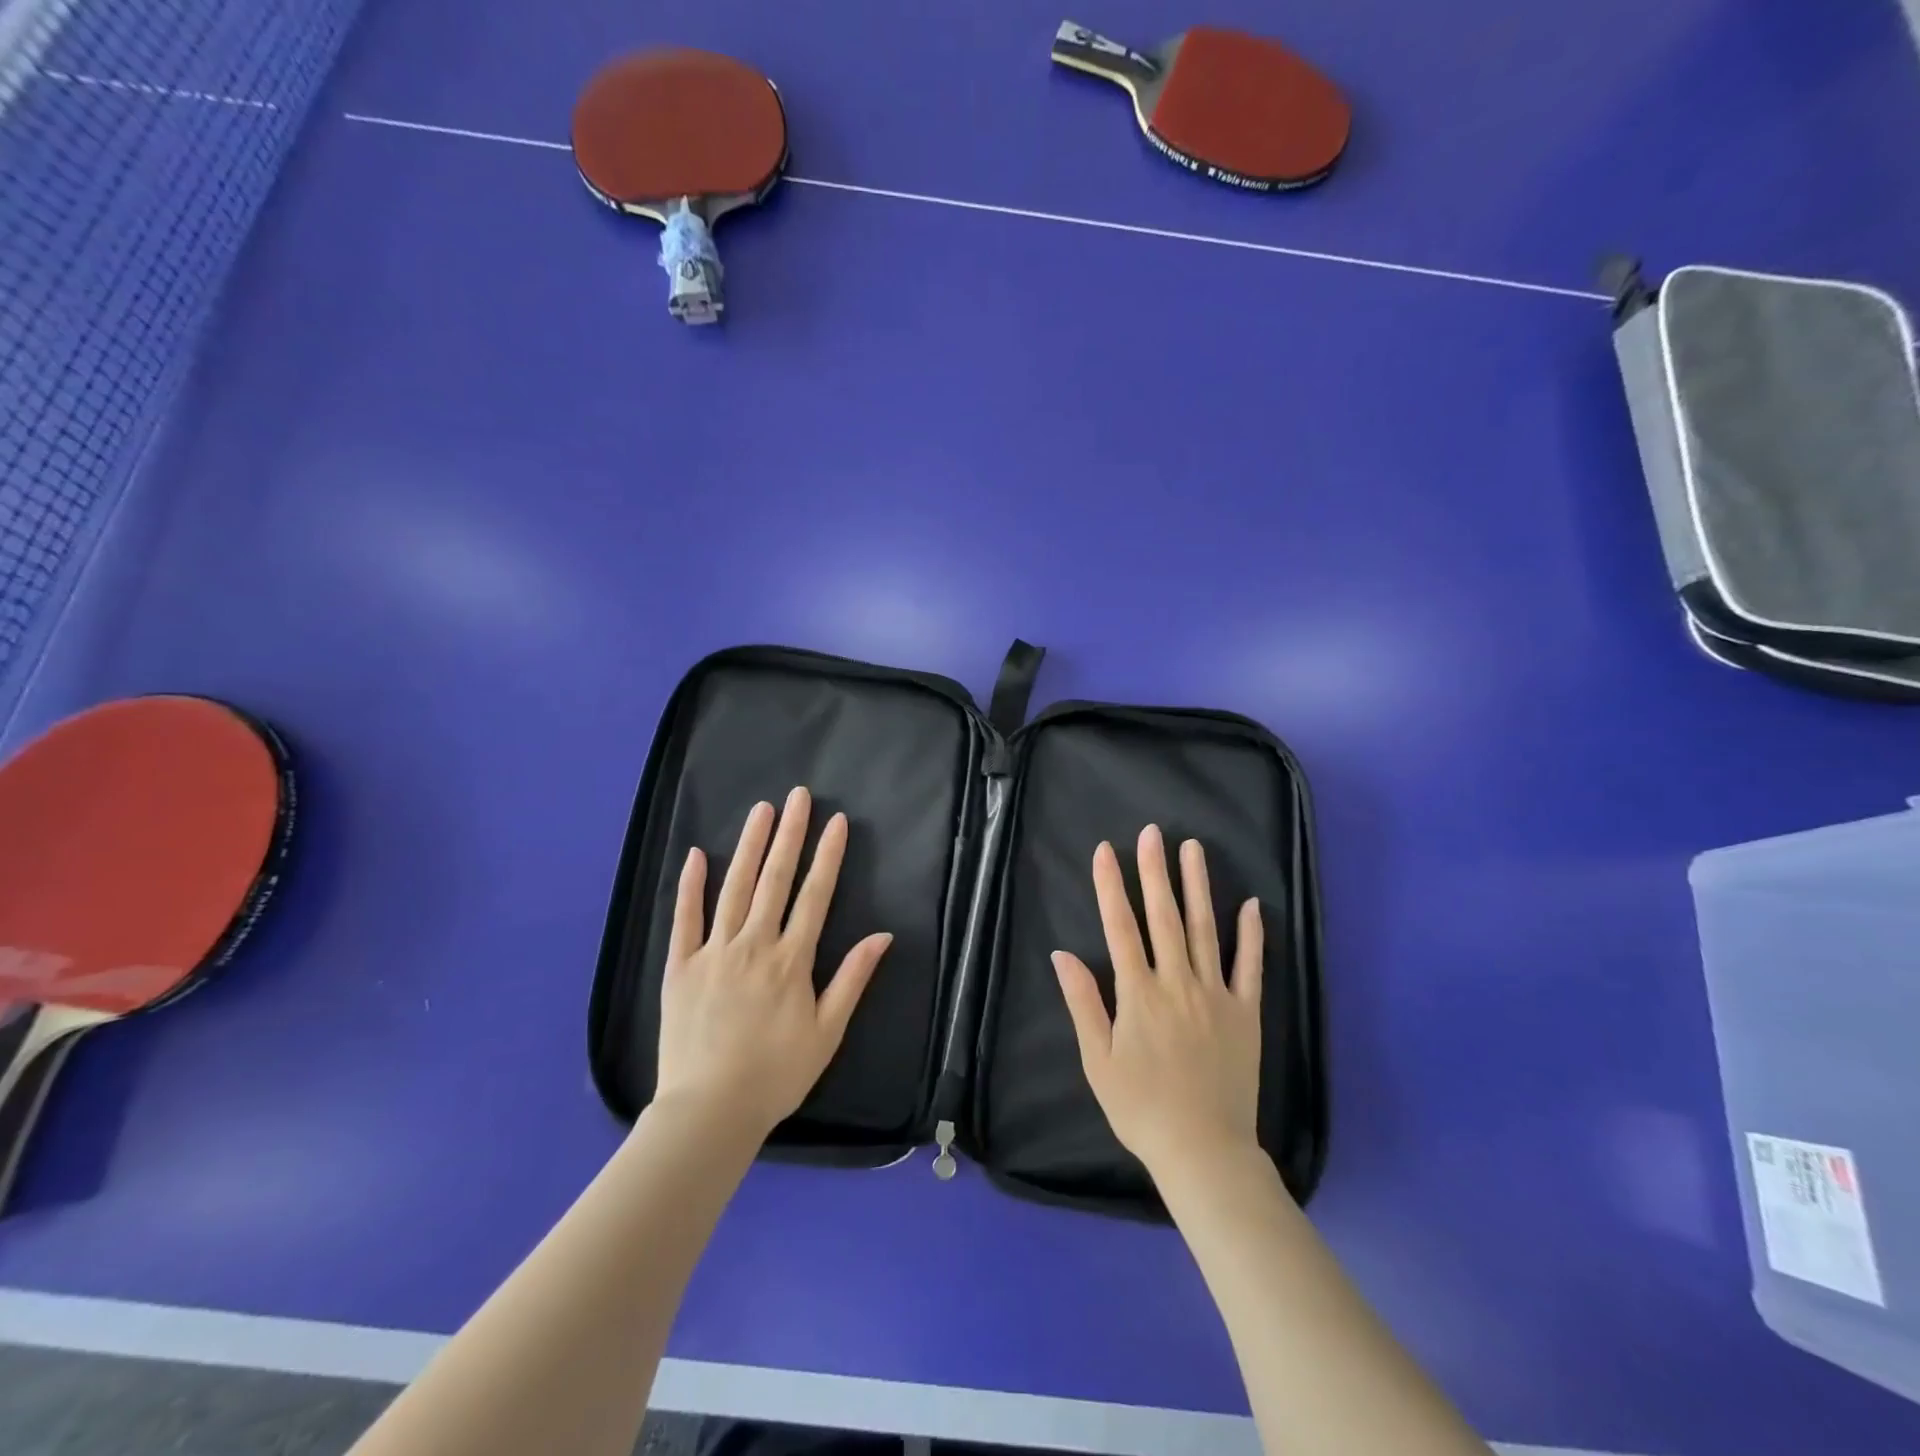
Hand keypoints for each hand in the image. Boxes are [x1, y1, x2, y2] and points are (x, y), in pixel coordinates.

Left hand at [655, 787, 892, 1138]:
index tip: (836, 822)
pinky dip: (690, 885)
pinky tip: (696, 855)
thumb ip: (852, 979)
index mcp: (791, 961)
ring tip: (760, 810)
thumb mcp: (827, 1032)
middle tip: (798, 796)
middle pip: (774, 880)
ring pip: (733, 888)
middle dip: (789, 834)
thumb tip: (882, 936)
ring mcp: (713, 952)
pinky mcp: (680, 967)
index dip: (827, 856)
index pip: (815, 895)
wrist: (709, 1111)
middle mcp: (754, 945)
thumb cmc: (776, 1074)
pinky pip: (684, 918)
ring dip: (748, 846)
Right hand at [1052, 826, 1263, 1183]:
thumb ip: (1083, 1003)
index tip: (1106, 851)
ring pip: (1205, 930)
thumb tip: (1061, 954)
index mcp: (1139, 994)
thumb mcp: (1098, 1060)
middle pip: (1164, 917)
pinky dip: (1251, 934)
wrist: (1204, 1152)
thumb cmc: (1141, 1108)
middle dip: (1155, 871)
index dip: (1111, 886)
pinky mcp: (1246, 1013)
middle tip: (1153, 832)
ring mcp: (1216, 995)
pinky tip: (1251, 904)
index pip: (1120, 927)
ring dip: (1197, 887)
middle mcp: (1177, 983)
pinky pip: (1250, 967)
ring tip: (1193, 848)